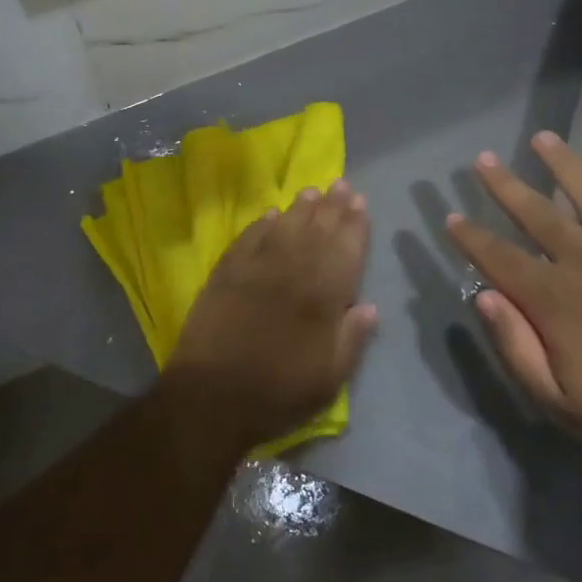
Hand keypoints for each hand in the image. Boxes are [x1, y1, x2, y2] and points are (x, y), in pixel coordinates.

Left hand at [165, 181, 375, 452]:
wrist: (212, 396)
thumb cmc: (279, 392)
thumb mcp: (329, 378)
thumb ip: (352, 339)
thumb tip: (370, 306)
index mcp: (322, 297)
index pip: (345, 250)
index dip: (355, 225)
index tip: (360, 202)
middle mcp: (292, 272)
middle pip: (317, 231)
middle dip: (332, 207)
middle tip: (341, 184)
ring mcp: (256, 269)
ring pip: (284, 228)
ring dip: (300, 208)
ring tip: (312, 191)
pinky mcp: (226, 274)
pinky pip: (248, 239)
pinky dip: (262, 224)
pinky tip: (271, 215)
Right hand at [444, 131, 581, 458]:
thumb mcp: (552, 396)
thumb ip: (513, 344)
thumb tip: (483, 295)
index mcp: (552, 298)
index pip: (499, 258)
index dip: (471, 237)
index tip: (451, 217)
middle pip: (537, 214)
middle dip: (505, 186)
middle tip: (483, 160)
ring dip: (562, 164)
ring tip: (543, 138)